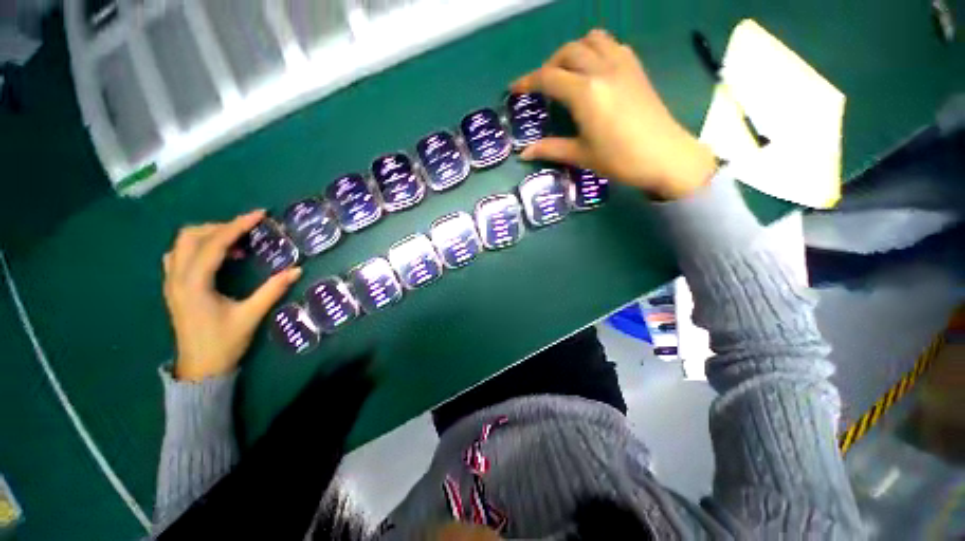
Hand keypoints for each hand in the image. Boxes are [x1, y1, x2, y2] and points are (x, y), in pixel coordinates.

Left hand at [163, 210, 301, 381]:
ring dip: (208, 235)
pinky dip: (198, 247)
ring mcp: (171, 282)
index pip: (213, 244)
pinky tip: (217, 257)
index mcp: (194, 284)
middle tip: (248, 232)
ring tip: (236, 245)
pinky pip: (179, 255)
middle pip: (191, 236)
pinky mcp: (174, 287)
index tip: (259, 215)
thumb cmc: (224, 343)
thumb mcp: (251, 315)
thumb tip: (297, 270)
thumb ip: (272, 290)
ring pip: (182, 243)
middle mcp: (177, 278)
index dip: (237, 226)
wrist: (200, 368)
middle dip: (221, 227)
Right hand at [512, 29, 716, 199]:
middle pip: (568, 52)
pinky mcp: (636, 67)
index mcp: (585, 93)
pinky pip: (611, 44)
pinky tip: (593, 69)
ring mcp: (622, 64)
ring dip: (573, 51)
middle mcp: (602, 69)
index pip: (549, 78)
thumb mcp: (580, 155)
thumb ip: (550, 149)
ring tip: (567, 73)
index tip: (515, 88)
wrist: (664, 156)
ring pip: (591, 40)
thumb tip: (524, 153)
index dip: (528, 81)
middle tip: (542, 86)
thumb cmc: (619, 159)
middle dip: (549, 65)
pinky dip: (596, 49)